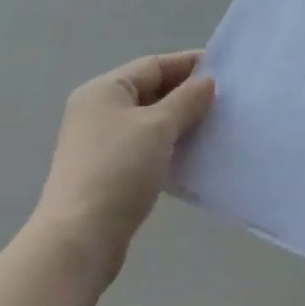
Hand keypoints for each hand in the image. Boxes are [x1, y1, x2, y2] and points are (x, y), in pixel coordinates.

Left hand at [32, 51, 214, 285]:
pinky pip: (143, 146)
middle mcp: (97, 110)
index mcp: (104, 90)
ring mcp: (99, 143)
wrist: (79, 240)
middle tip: (224, 101)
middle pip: (150, 91)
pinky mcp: (105, 172)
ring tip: (213, 127)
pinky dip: (166, 146)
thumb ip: (186, 100)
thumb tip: (206, 82)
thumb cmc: (119, 170)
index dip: (189, 65)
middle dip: (186, 95)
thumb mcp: (158, 127)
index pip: (153, 65)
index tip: (224, 70)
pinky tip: (191, 155)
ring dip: (179, 122)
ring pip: (148, 121)